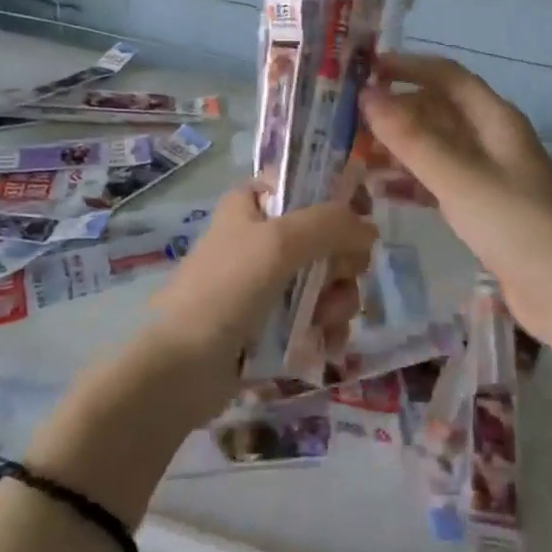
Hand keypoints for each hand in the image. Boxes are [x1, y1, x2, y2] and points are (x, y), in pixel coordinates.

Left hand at [141, 184, 375, 418]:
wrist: (182, 369)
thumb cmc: (226, 290)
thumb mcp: (278, 242)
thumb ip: (330, 224)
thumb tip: (369, 229)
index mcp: (254, 204)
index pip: (306, 183)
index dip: (338, 198)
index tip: (361, 220)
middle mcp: (263, 237)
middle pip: (327, 235)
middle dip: (341, 261)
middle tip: (339, 276)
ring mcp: (270, 282)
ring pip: (329, 279)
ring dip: (337, 300)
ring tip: (324, 321)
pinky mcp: (276, 323)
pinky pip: (319, 315)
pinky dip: (328, 327)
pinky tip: (326, 343)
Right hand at [359, 54, 551, 346]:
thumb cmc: (518, 226)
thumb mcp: (460, 178)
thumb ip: (412, 138)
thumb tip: (367, 95)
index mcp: (496, 120)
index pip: (447, 76)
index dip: (407, 67)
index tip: (363, 69)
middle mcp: (492, 140)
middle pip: (439, 111)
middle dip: (396, 110)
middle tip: (348, 120)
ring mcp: (489, 176)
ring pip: (436, 148)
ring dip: (399, 147)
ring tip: (354, 154)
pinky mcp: (484, 210)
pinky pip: (439, 182)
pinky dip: (411, 181)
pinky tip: (380, 190)